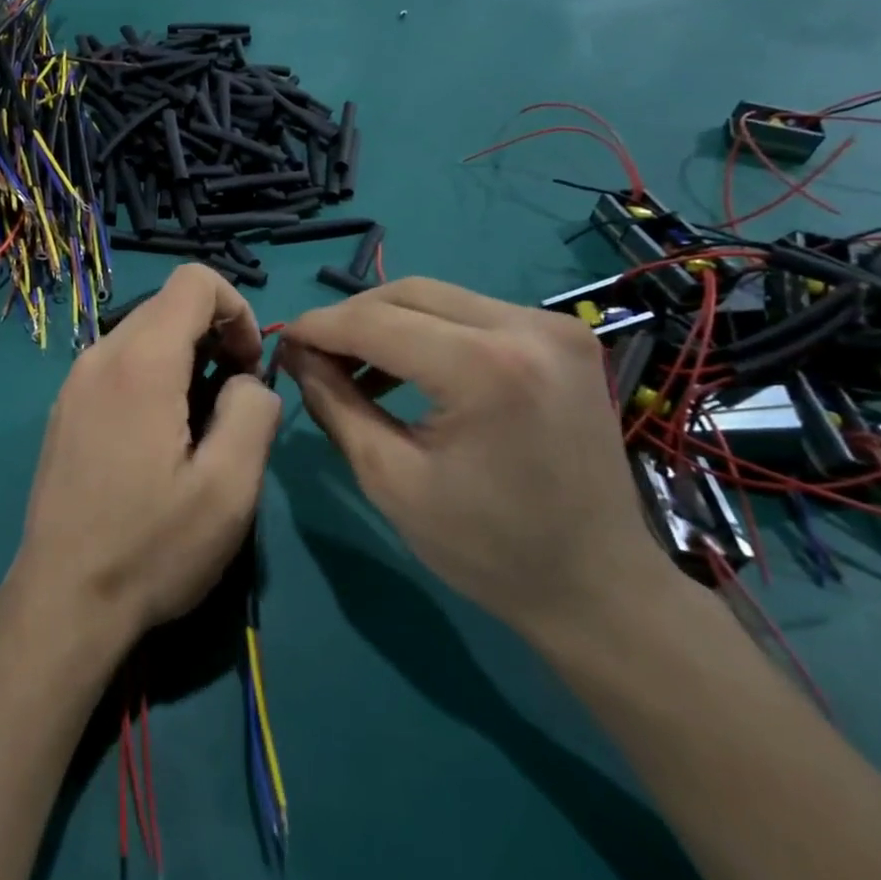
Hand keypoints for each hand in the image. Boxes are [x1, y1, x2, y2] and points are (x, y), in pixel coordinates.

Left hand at [9, 265, 282, 651]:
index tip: (249, 368)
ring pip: (143, 335)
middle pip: (168, 306)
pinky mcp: (65, 409)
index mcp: (139, 362)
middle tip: (231, 405)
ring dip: (185, 361)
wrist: (63, 599)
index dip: (238, 311)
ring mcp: (74, 382)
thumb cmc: (152, 547)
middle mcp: (98, 356)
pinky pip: (118, 366)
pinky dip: (153, 379)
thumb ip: (254, 411)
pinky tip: (158, 442)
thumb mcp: (229, 488)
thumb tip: (247, 381)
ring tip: (198, 429)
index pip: (194, 281)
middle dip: (214, 337)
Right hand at [278, 277, 676, 639]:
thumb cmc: (487, 547)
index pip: (375, 321)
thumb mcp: (389, 478)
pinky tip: (404, 368)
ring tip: (351, 365)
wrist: (600, 586)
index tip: (281, 342)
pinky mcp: (562, 336)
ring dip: (386, 321)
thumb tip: (296, 354)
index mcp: (485, 368)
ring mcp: (553, 326)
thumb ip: (334, 403)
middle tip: (312, 354)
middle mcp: (526, 327)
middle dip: (349, 318)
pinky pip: (471, 313)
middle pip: (407, 293)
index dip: (319, 327)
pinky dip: (426, 330)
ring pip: (438, 296)